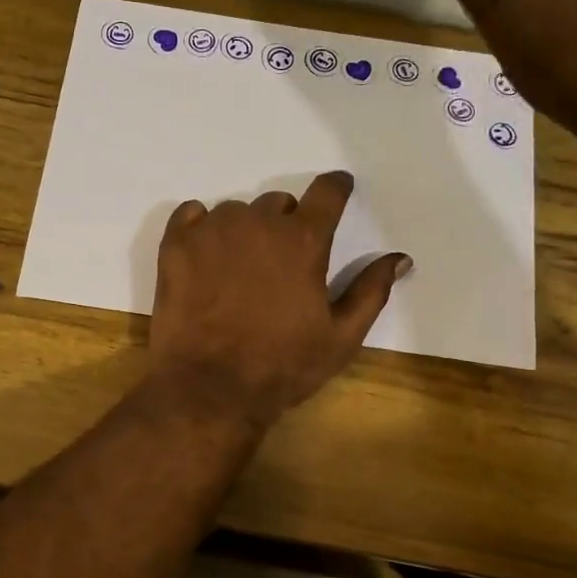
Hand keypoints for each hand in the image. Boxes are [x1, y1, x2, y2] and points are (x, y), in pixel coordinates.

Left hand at [148, 172, 410, 428]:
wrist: (210, 388)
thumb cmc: (282, 366)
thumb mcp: (341, 337)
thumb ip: (371, 291)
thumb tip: (400, 258)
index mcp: (303, 240)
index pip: (327, 192)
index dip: (336, 189)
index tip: (338, 191)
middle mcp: (258, 223)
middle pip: (278, 204)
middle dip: (284, 225)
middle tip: (279, 265)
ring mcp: (212, 230)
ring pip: (235, 212)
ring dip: (243, 231)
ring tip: (237, 272)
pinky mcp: (176, 244)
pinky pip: (191, 215)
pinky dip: (200, 228)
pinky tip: (204, 259)